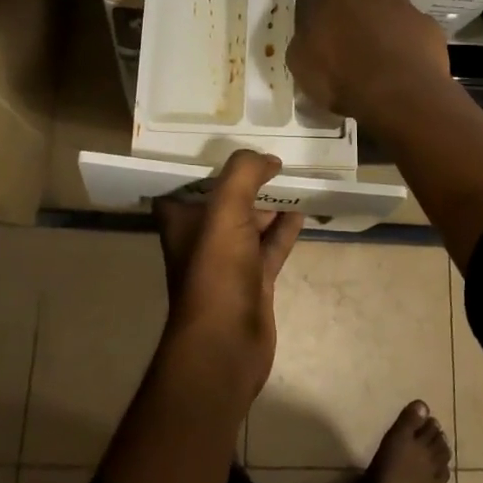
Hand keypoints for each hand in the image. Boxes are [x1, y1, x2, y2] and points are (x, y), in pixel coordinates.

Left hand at [154, 150, 304, 402]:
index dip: (203, 160)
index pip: (186, 180)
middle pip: (223, 197)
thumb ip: (243, 174)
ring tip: (292, 173)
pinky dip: (285, 228)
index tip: (226, 137)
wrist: (227, 345)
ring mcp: (229, 260)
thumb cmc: (215, 271)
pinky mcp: (254, 279)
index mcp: (180, 219)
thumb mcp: (225, 210)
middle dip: (244, 176)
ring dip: (268, 200)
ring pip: (251, 220)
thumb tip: (269, 159)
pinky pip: (271, 244)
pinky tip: (302, 209)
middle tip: (269, 149)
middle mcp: (201, 236)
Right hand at [287, 0, 451, 126]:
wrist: (401, 97)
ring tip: (378, 53)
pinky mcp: (427, 25)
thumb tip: (310, 34)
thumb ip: (304, 40)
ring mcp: (402, 6)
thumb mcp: (302, 65)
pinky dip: (406, 39)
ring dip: (380, 22)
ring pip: (387, 6)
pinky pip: (412, 27)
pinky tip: (403, 63)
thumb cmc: (341, 79)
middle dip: (350, 7)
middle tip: (346, 35)